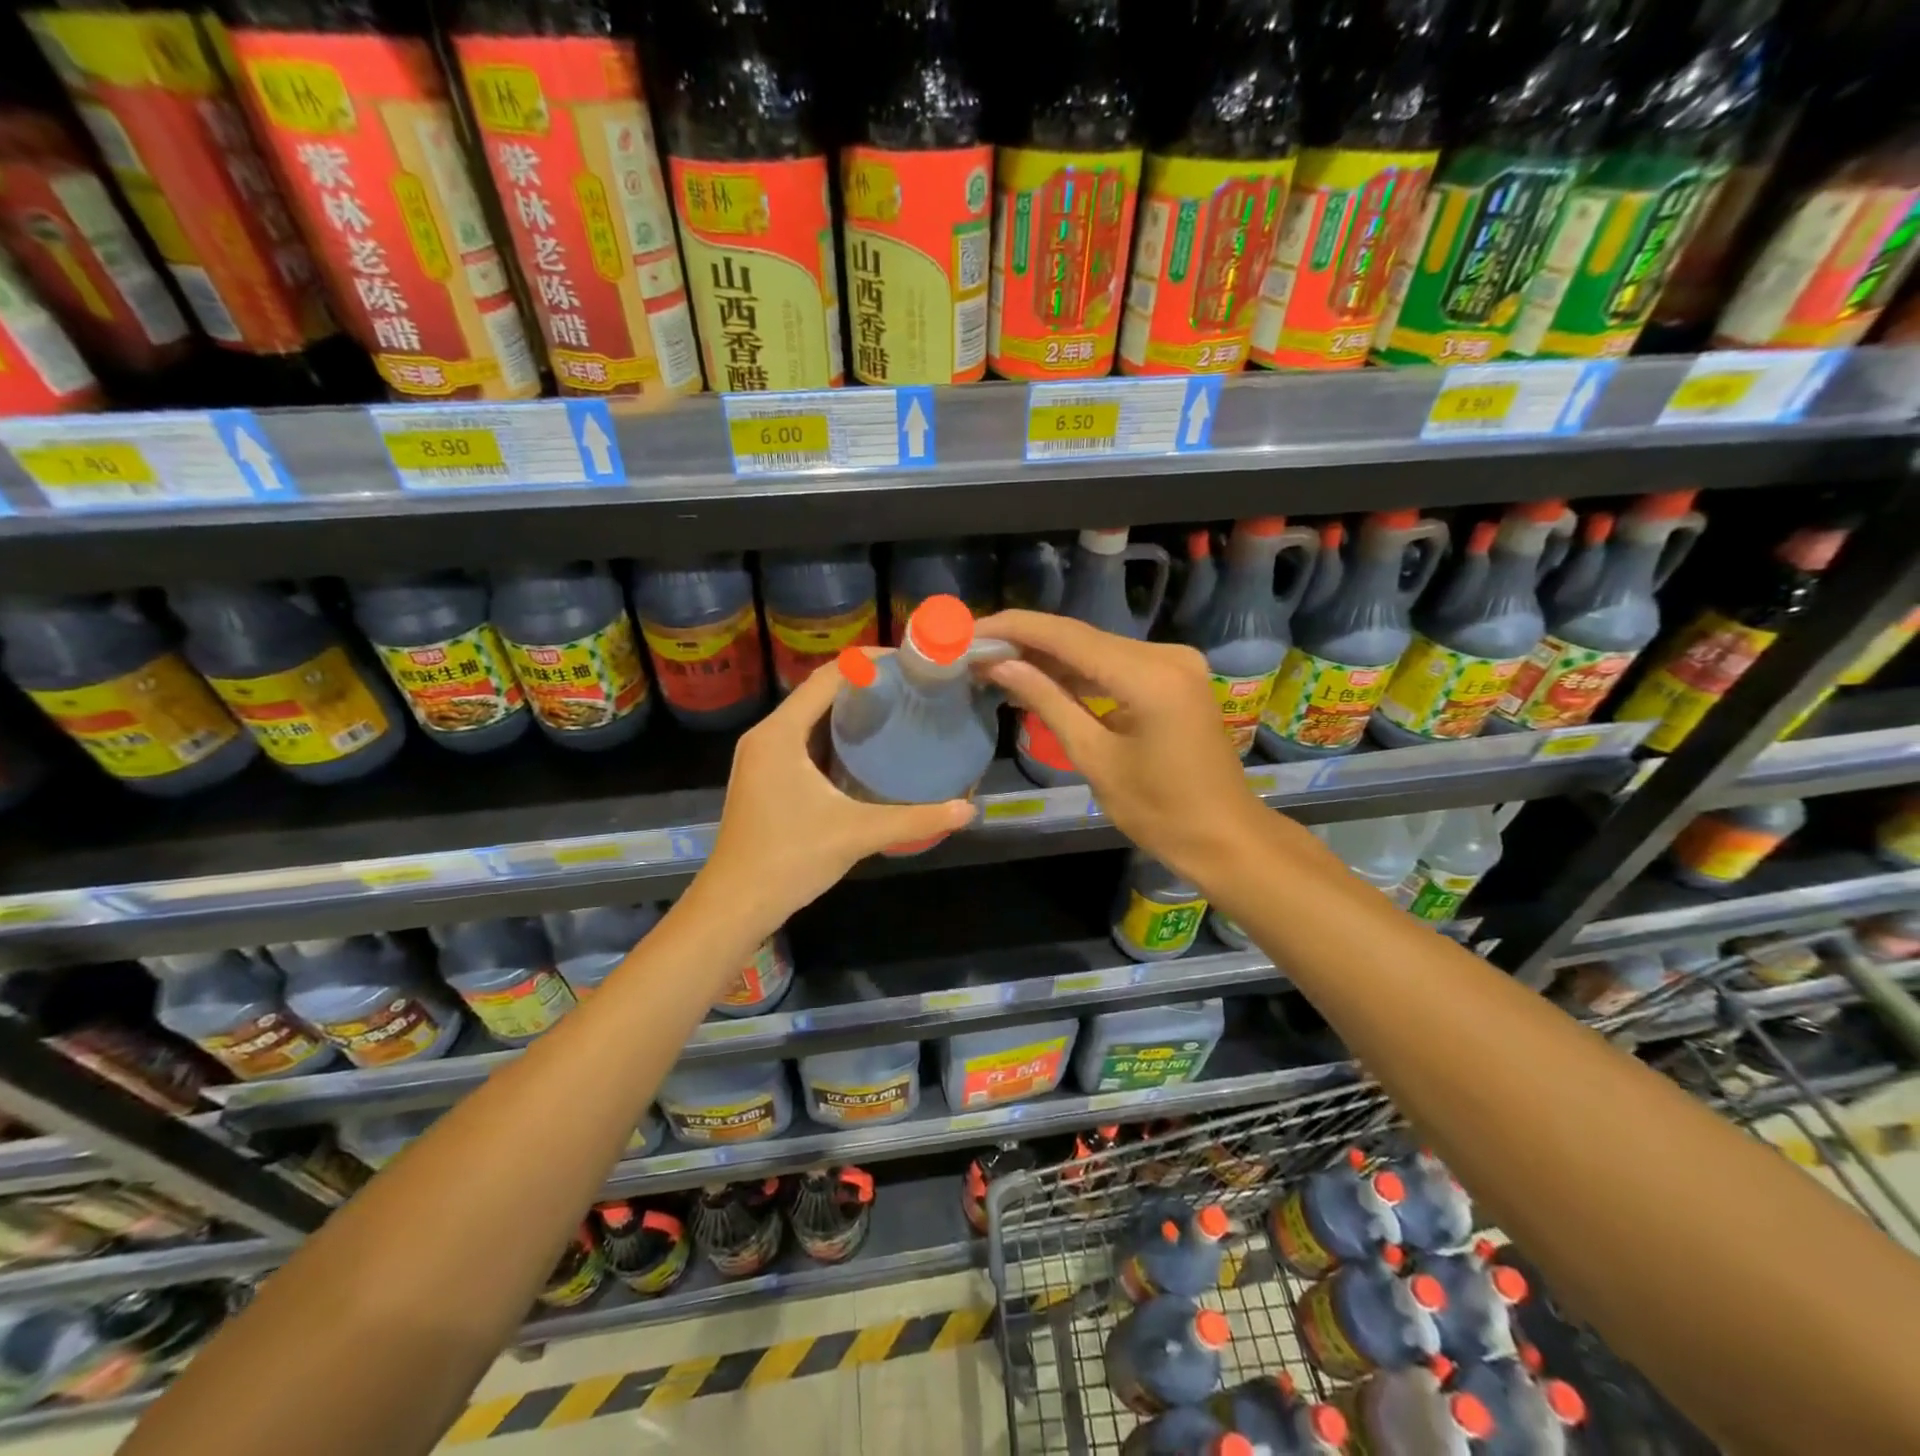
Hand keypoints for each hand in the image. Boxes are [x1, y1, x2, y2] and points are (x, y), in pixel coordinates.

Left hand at [696, 654, 975, 937]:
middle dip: (862, 684)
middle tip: (909, 687)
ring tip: (895, 709)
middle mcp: (766, 736)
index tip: (907, 662)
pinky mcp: (764, 778)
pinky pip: (802, 740)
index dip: (867, 663)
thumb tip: (967, 810)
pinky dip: (833, 735)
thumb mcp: (857, 833)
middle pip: (817, 692)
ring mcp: (761, 758)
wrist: (735, 904)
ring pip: (809, 717)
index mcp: (780, 734)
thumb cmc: (790, 859)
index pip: (827, 677)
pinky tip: (865, 749)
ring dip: (847, 710)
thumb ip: (914, 819)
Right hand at [975, 610, 1263, 881]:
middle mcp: (1166, 655)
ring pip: (1097, 649)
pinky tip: (1040, 676)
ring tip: (997, 662)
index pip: (1068, 637)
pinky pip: (1116, 664)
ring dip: (1049, 656)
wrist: (1224, 836)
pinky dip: (1079, 671)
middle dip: (1026, 641)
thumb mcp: (1094, 757)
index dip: (1015, 629)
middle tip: (976, 648)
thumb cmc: (1159, 810)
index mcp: (1149, 676)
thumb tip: (1000, 665)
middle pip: (1082, 637)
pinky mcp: (1174, 677)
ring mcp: (1175, 663)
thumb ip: (1048, 702)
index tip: (972, 630)